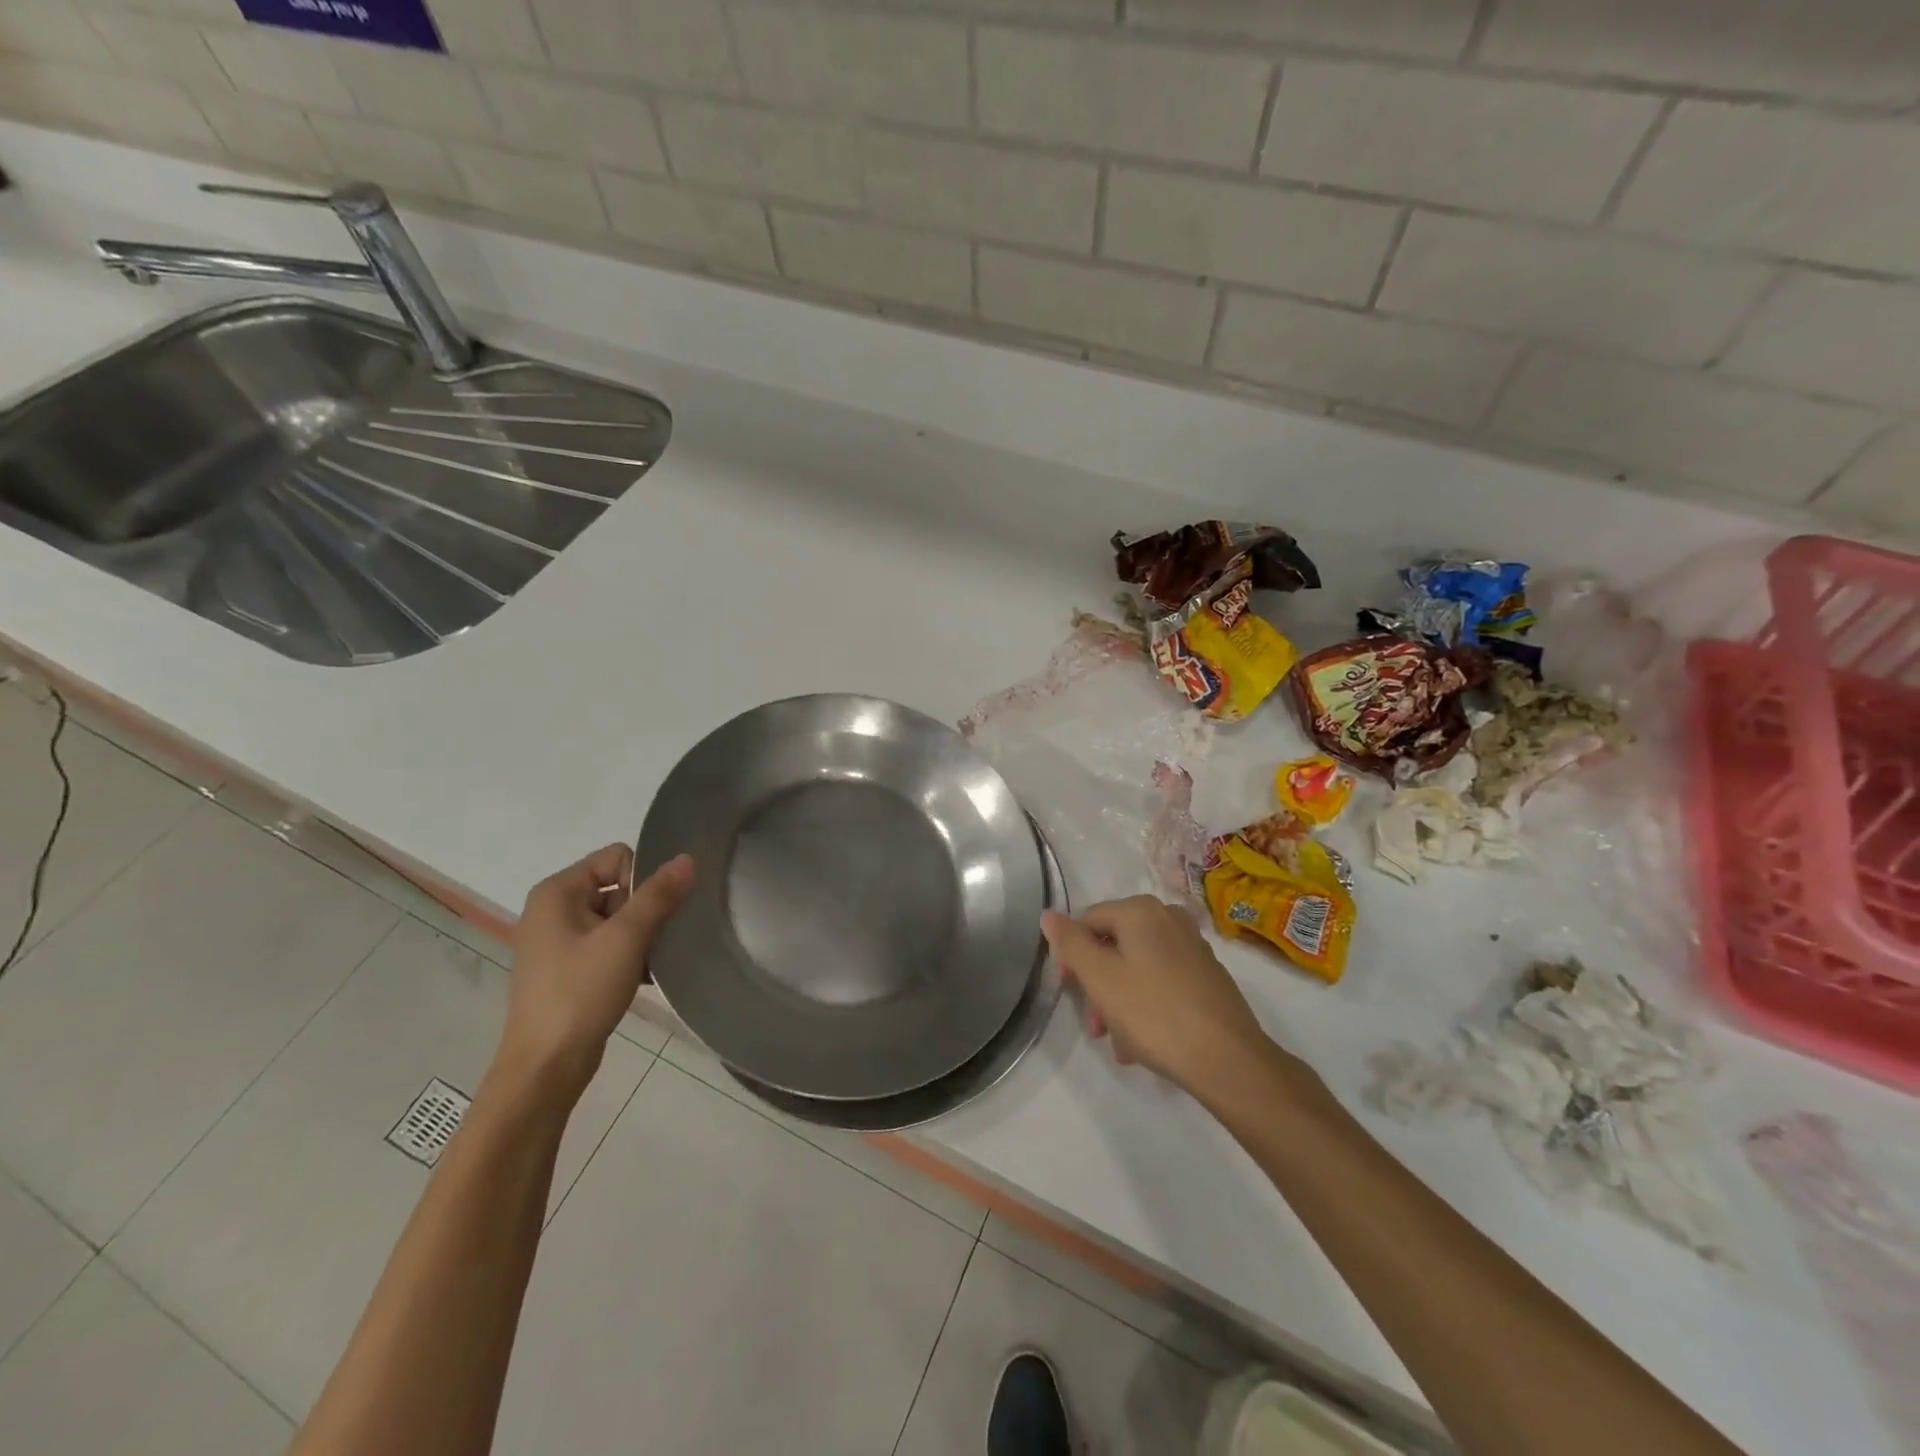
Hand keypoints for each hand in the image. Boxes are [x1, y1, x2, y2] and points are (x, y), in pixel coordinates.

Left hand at [494, 845, 693, 1104]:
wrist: (546, 1066)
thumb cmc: (581, 993)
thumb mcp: (626, 938)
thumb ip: (658, 895)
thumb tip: (687, 858)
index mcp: (557, 892)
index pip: (617, 858)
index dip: (642, 879)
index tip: (650, 914)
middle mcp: (553, 909)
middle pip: (618, 887)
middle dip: (644, 911)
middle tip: (653, 941)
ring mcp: (559, 941)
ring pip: (618, 918)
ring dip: (641, 936)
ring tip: (651, 962)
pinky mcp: (569, 969)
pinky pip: (609, 945)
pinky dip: (629, 956)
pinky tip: (643, 978)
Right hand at [1041, 896, 1280, 1103]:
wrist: (1228, 1060)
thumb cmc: (1154, 1014)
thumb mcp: (1100, 979)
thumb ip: (1070, 943)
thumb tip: (1048, 914)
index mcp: (1141, 910)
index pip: (1087, 920)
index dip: (1071, 955)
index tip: (1069, 992)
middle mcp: (1169, 917)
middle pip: (1113, 944)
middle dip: (1097, 985)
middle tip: (1095, 1026)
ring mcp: (1192, 946)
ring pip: (1137, 967)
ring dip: (1119, 1001)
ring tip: (1120, 1044)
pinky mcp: (1208, 975)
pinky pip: (1162, 981)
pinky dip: (1146, 1004)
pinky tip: (1144, 1042)